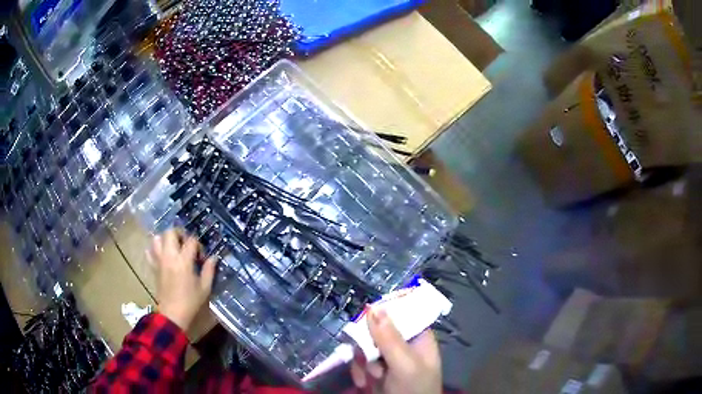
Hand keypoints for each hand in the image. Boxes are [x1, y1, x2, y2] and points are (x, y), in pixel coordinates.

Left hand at [151, 229, 215, 330]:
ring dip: (165, 239)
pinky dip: (154, 250)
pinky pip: (149, 252)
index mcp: (184, 261)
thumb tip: (213, 258)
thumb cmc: (190, 302)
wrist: (172, 314)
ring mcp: (159, 260)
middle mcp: (169, 256)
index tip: (201, 256)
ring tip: (172, 248)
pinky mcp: (153, 267)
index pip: (191, 241)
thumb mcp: (204, 288)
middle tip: (185, 244)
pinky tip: (161, 256)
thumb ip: (209, 270)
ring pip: (157, 238)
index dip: (198, 245)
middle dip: (179, 234)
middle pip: (170, 232)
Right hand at [350, 308, 441, 393]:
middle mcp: (403, 344)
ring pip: (365, 346)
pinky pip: (359, 362)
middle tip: (367, 356)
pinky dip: (358, 372)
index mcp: (418, 337)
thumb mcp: (405, 364)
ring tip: (371, 377)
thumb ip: (389, 338)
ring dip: (363, 362)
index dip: (384, 310)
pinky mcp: (375, 370)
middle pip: (377, 329)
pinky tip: (363, 384)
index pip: (402, 312)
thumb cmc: (414, 389)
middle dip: (368, 345)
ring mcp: (387, 358)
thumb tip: (373, 307)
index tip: (366, 314)